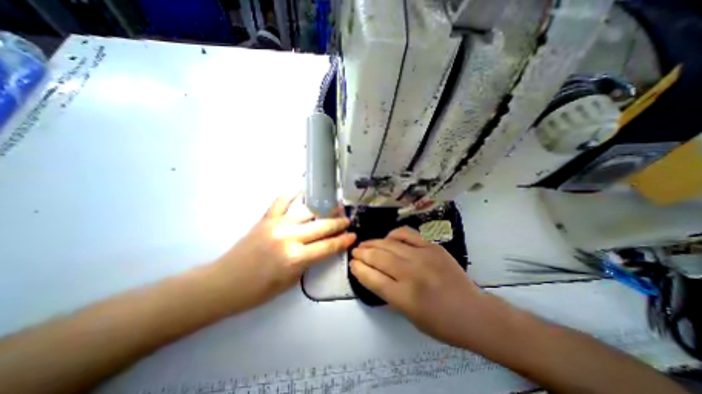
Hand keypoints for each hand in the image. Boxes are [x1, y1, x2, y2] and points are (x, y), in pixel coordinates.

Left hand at [215, 194, 356, 310]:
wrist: (223, 283)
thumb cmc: (258, 290)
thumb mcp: (291, 281)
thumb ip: (309, 261)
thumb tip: (323, 247)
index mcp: (295, 257)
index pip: (327, 246)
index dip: (343, 241)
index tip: (353, 235)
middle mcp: (289, 237)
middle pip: (321, 226)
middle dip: (338, 224)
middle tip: (348, 220)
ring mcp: (277, 224)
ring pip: (307, 212)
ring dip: (323, 210)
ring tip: (334, 208)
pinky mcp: (266, 219)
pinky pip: (281, 201)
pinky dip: (292, 193)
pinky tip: (302, 189)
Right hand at [352, 226, 488, 345]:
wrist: (473, 313)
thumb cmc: (440, 323)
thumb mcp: (408, 316)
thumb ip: (388, 293)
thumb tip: (372, 274)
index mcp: (404, 297)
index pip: (372, 278)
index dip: (358, 269)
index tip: (352, 264)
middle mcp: (411, 274)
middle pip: (378, 257)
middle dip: (362, 253)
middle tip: (355, 251)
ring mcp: (422, 257)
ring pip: (389, 244)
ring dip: (373, 243)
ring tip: (365, 243)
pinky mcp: (432, 247)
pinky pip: (407, 234)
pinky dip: (394, 234)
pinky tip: (388, 238)